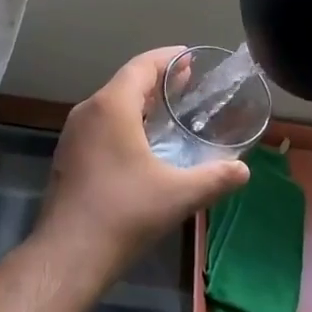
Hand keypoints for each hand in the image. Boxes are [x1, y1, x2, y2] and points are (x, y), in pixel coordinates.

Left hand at [35, 48, 249, 284]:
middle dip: (157, 80)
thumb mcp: (178, 195)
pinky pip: (100, 125)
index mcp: (110, 107)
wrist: (69, 254)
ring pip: (110, 105)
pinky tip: (143, 143)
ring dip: (140, 102)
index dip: (167, 58)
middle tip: (188, 83)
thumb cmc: (124, 213)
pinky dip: (125, 122)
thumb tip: (243, 170)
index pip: (141, 66)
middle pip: (125, 83)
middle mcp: (88, 111)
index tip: (190, 57)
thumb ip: (215, 178)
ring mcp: (73, 134)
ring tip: (170, 110)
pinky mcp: (69, 156)